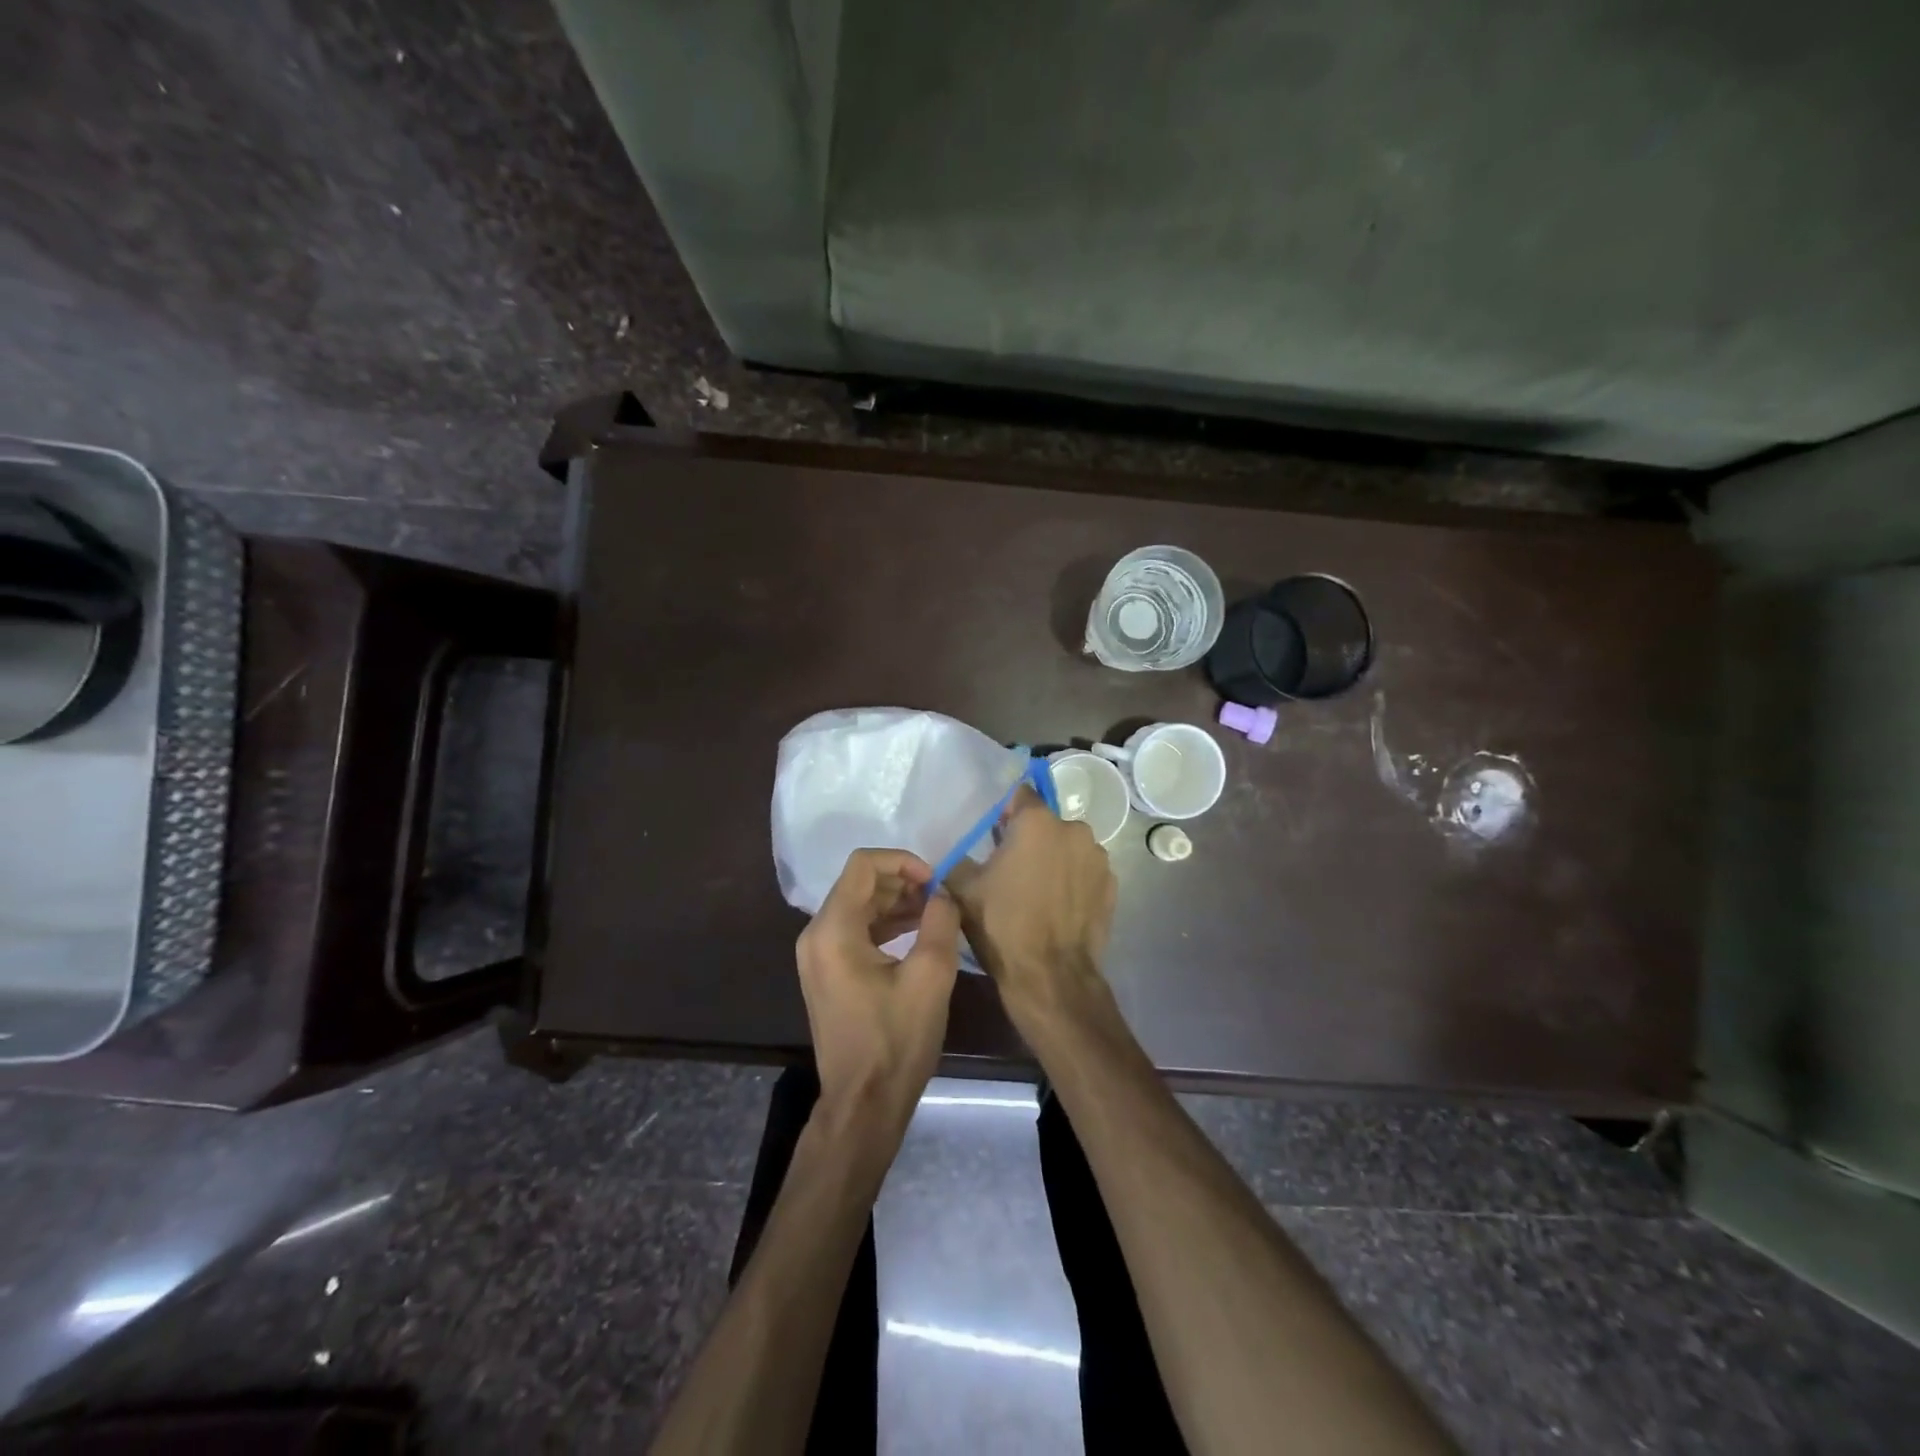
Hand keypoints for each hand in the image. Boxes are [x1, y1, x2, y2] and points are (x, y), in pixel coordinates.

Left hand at [796, 849, 962, 1132]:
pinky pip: (854, 931)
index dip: (902, 861)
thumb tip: (941, 894)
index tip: (935, 880)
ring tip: (934, 913)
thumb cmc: (896, 1040)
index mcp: (833, 930)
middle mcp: (816, 935)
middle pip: (858, 884)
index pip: (863, 865)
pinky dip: (884, 924)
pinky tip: (916, 934)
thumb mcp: (930, 976)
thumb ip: (939, 921)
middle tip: (939, 896)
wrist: (864, 1103)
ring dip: (895, 902)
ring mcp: (817, 956)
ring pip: (857, 906)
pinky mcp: (827, 973)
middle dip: (901, 881)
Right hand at [946, 787, 1116, 1029]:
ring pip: (1068, 848)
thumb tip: (953, 853)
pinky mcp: (1112, 886)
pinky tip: (1057, 907)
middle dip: (1030, 839)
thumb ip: (956, 860)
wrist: (1051, 977)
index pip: (1020, 796)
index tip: (993, 836)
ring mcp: (1098, 858)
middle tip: (1010, 869)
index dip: (1004, 813)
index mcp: (1038, 822)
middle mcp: (1074, 830)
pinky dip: (1073, 881)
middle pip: (1046, 823)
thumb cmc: (1003, 925)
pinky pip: (1085, 872)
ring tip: (1036, 892)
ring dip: (1054, 859)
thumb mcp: (963, 890)